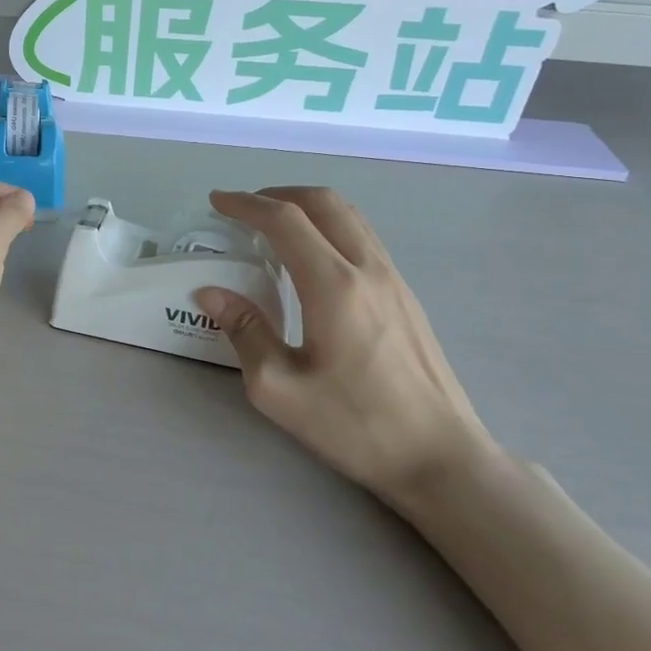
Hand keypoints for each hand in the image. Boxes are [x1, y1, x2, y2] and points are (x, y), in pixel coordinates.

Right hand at [197, 188, 498, 507]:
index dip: (246, 204)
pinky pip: (363, 238)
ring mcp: (394, 279)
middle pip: (324, 202)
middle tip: (244, 209)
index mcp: (334, 286)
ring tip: (274, 225)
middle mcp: (368, 269)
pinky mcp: (406, 296)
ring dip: (307, 207)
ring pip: (350, 216)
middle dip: (278, 194)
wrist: (440, 456)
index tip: (216, 202)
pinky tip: (313, 257)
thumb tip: (210, 292)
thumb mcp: (280, 388)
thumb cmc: (355, 425)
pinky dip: (330, 226)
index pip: (285, 221)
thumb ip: (244, 331)